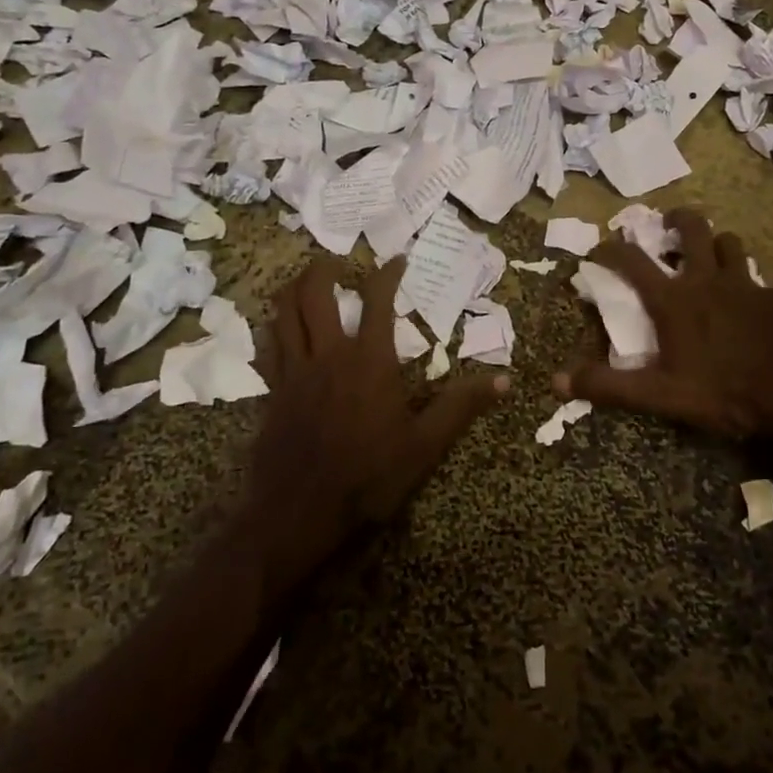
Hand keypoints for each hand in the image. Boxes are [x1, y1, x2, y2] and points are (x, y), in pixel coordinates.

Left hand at [252, 257, 506, 558]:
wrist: (298, 513)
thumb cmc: (367, 477)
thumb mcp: (424, 446)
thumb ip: (461, 407)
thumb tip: (505, 380)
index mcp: (369, 361)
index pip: (377, 301)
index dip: (387, 274)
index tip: (397, 260)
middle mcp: (328, 355)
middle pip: (315, 295)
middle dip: (323, 269)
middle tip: (335, 260)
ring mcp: (294, 372)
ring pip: (283, 314)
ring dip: (292, 289)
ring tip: (303, 280)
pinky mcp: (272, 393)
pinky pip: (267, 347)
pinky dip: (272, 328)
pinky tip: (277, 329)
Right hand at [557, 208, 772, 441]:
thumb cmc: (725, 394)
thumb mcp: (661, 396)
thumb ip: (610, 386)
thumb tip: (557, 380)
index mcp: (675, 300)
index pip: (631, 260)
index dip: (609, 249)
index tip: (597, 249)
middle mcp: (707, 279)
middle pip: (692, 227)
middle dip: (676, 218)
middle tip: (667, 224)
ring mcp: (746, 284)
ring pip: (729, 243)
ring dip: (714, 244)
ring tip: (707, 258)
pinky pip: (755, 277)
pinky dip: (743, 280)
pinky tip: (745, 303)